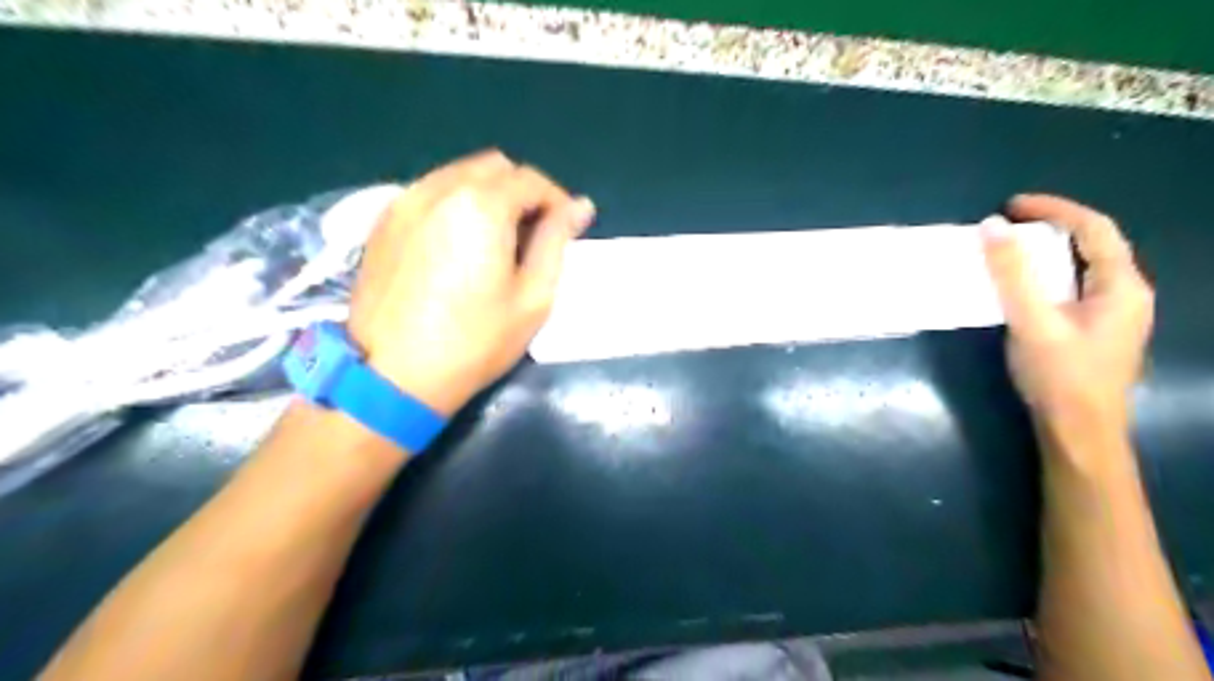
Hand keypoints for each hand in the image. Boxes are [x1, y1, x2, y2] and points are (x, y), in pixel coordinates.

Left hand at [350, 149, 595, 414]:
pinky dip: (454, 204)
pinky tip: (458, 244)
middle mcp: (439, 188)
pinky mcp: (381, 221)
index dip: (556, 201)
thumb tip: (580, 205)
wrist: (392, 376)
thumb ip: (556, 241)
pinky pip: (429, 193)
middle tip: (532, 235)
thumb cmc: (475, 341)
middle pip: (494, 167)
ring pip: (459, 175)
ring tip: (495, 240)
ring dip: (487, 195)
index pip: (531, 180)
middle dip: (521, 192)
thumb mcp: (533, 296)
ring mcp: (403, 201)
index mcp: (481, 204)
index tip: (565, 231)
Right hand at [979, 193, 1150, 442]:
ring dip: (1048, 251)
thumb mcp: (1032, 322)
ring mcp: (1113, 314)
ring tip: (1010, 249)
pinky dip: (1047, 274)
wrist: (1079, 431)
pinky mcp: (1095, 331)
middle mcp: (1126, 294)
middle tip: (1008, 225)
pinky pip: (1073, 287)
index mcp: (1121, 286)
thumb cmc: (1060, 376)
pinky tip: (1023, 286)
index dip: (1054, 209)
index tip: (1010, 206)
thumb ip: (1012, 274)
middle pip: (1093, 245)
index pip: (1094, 229)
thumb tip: (992, 227)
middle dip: (1051, 227)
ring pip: (1083, 267)